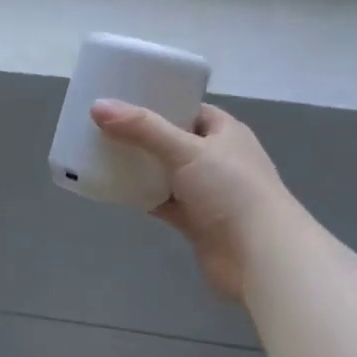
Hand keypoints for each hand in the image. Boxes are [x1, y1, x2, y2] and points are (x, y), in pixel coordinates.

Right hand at [91, 101, 291, 298]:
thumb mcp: (186, 150)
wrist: (258, 256)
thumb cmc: (231, 191)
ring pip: (165, 173)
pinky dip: (142, 196)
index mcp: (225, 133)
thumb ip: (142, 129)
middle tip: (102, 126)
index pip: (188, 109)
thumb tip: (97, 106)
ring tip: (101, 154)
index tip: (122, 100)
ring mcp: (206, 192)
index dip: (158, 102)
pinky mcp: (195, 221)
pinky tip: (115, 189)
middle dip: (141, 136)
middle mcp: (217, 159)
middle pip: (172, 140)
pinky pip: (162, 201)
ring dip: (139, 167)